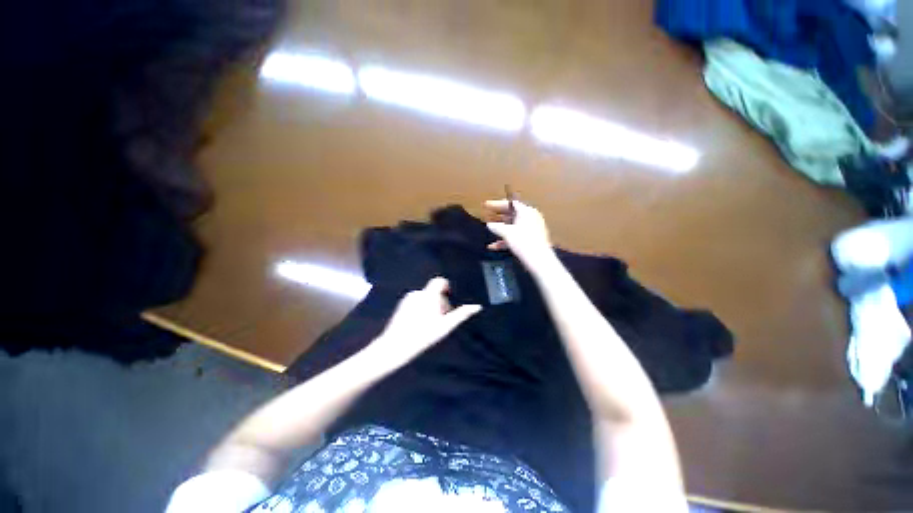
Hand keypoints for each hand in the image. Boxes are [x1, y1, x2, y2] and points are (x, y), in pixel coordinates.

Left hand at [368, 277, 480, 368]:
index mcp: (429, 295)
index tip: (449, 301)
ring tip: (428, 325)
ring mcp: (408, 299)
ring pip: (426, 298)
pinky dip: (421, 309)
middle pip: (434, 292)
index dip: (447, 288)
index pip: (440, 281)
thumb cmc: (423, 335)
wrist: (396, 345)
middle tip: (440, 321)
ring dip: (430, 307)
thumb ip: (461, 314)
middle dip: (440, 303)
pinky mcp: (402, 305)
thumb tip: (476, 307)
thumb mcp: (445, 326)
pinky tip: (419, 324)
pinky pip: (416, 302)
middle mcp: (418, 293)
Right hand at [485, 199, 555, 270]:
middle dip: (499, 216)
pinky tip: (494, 246)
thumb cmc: (523, 241)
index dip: (497, 204)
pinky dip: (506, 239)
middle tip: (487, 216)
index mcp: (526, 211)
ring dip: (501, 228)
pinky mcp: (532, 240)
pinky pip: (517, 236)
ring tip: (490, 229)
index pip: (511, 203)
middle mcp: (531, 217)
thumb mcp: (507, 233)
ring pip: (514, 226)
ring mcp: (532, 229)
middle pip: (512, 214)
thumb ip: (497, 227)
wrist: (539, 259)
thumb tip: (489, 224)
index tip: (487, 205)